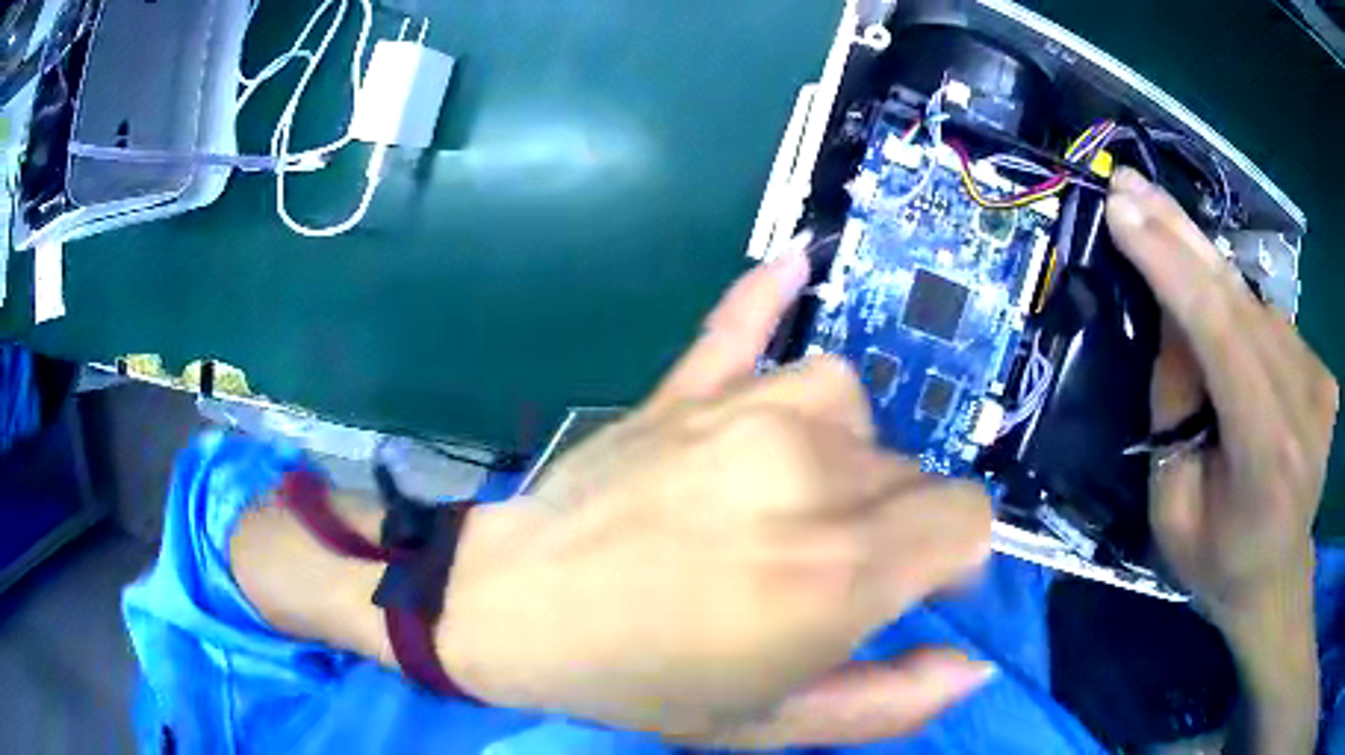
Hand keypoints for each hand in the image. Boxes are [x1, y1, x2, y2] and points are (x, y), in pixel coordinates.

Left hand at [442, 241, 995, 747]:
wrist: (516, 614)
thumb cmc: (646, 682)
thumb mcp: (775, 725)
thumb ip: (891, 704)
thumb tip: (973, 664)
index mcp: (839, 569)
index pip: (967, 518)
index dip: (954, 557)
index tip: (918, 586)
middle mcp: (810, 470)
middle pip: (909, 471)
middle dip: (892, 523)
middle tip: (826, 569)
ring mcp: (742, 412)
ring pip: (851, 407)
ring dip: (844, 454)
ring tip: (791, 498)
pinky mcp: (684, 389)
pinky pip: (743, 321)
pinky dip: (773, 297)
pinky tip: (798, 262)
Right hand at [1106, 168, 1336, 750]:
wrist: (1278, 583)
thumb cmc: (1220, 565)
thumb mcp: (1173, 509)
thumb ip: (1175, 412)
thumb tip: (1174, 323)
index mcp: (1266, 455)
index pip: (1221, 334)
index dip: (1171, 265)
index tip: (1123, 209)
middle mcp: (1303, 404)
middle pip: (1239, 299)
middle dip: (1180, 236)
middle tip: (1129, 182)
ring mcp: (1319, 383)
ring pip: (1254, 305)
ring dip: (1206, 274)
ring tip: (1160, 235)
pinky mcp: (1322, 374)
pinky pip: (1271, 325)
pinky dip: (1238, 312)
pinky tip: (1221, 323)